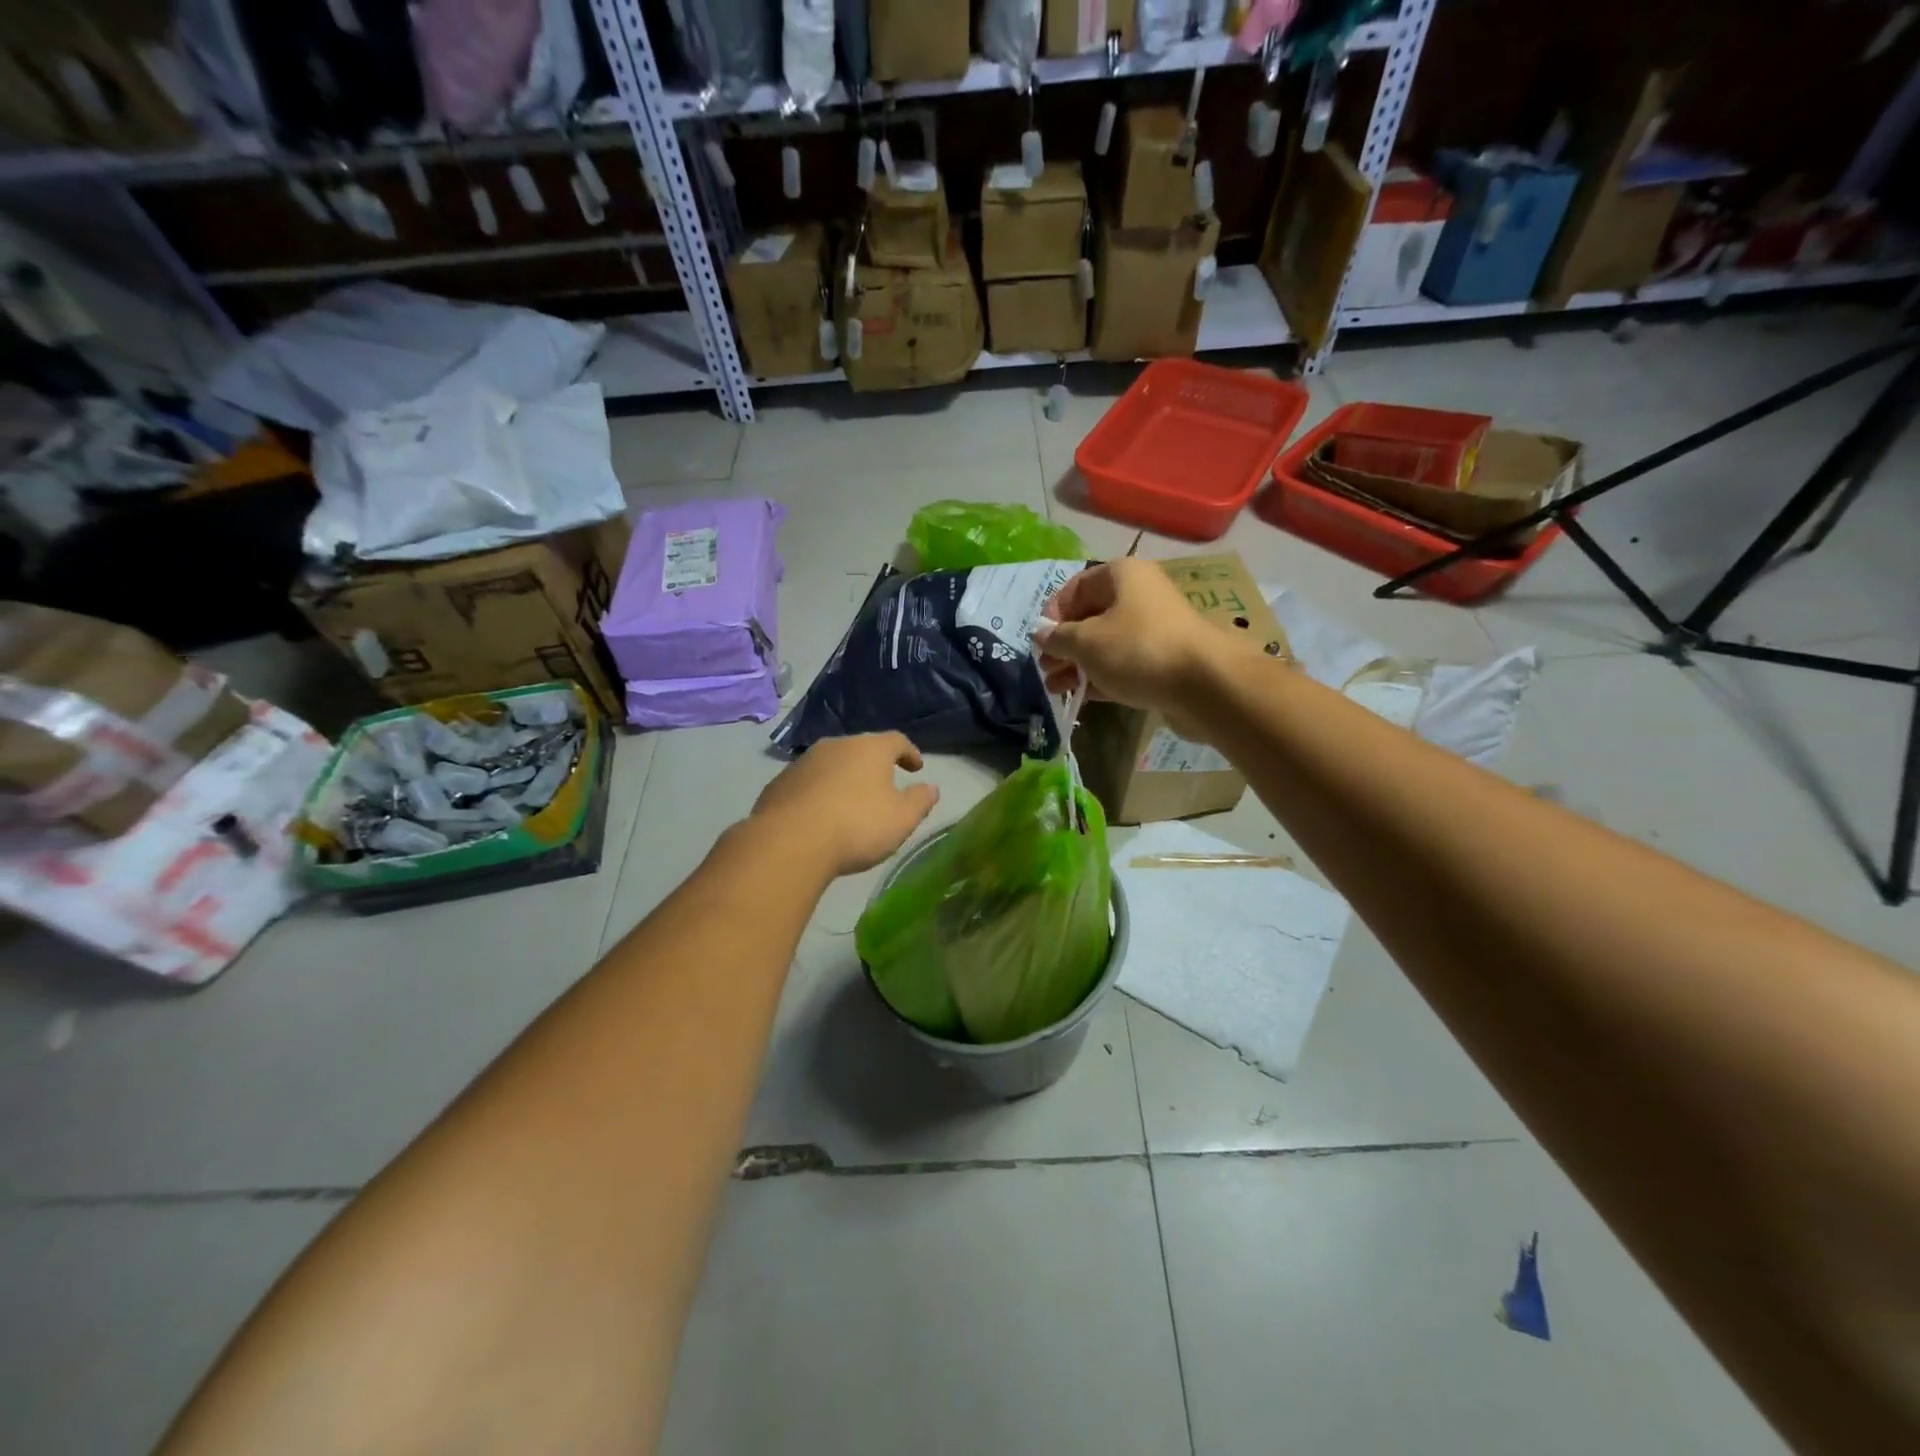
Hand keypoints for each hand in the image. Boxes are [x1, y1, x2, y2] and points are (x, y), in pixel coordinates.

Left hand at [751, 733, 939, 877]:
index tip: (916, 768)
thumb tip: (931, 788)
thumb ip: (920, 801)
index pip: (896, 740)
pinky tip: (820, 814)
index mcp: (869, 749)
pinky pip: (808, 782)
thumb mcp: (901, 819)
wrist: (789, 842)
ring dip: (844, 778)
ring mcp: (803, 762)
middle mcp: (835, 746)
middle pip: (861, 748)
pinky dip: (819, 792)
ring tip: (850, 802)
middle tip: (883, 784)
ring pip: (831, 764)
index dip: (909, 753)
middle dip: (874, 765)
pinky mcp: (779, 783)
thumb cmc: (856, 826)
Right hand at [1034, 559, 1245, 718]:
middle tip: (1045, 669)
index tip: (1039, 641)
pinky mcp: (1162, 659)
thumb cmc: (1137, 649)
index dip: (1052, 614)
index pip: (1075, 587)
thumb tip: (1039, 634)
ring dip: (1078, 664)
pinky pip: (1122, 663)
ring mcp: (1152, 628)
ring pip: (1105, 643)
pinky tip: (1081, 695)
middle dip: (1063, 644)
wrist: (1204, 683)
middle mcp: (1138, 594)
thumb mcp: (1086, 642)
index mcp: (1121, 575)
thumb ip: (1058, 638)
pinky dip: (1100, 676)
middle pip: (1090, 616)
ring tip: (1055, 688)